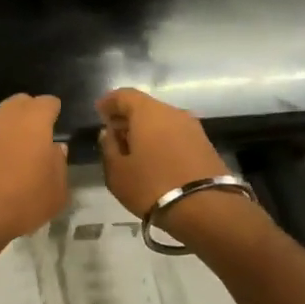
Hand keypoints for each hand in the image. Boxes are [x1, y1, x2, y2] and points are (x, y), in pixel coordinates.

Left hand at [0, 94, 68, 257]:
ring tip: (19, 157)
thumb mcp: (56, 192)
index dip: (54, 113)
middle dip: (30, 116)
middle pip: (20, 104)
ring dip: (10, 132)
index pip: (48, 103)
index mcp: (33, 120)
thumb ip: (59, 165)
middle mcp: (5, 117)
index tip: (57, 126)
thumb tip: (55, 150)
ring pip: (0, 121)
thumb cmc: (21, 200)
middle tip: (39, 139)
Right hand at [96, 88, 231, 217]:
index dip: (109, 102)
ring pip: (162, 121)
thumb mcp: (117, 172)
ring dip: (146, 131)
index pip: (124, 95)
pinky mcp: (205, 144)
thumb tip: (109, 133)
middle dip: (127, 117)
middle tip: (114, 135)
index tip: (99, 113)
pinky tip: (155, 159)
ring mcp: (193, 127)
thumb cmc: (151, 186)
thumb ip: (109, 148)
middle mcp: (173, 112)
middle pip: (145, 107)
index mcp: (148, 112)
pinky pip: (176, 135)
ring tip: (134, 151)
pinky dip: (162, 140)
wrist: (205, 208)